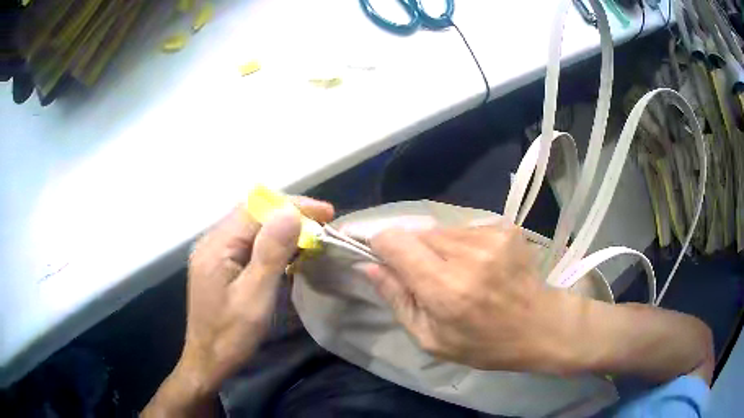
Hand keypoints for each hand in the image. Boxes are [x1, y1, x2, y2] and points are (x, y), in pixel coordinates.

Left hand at [143, 196, 333, 416]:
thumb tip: (289, 213)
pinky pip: (246, 242)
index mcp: (216, 246)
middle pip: (252, 213)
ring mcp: (213, 253)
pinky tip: (285, 251)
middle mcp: (211, 242)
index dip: (292, 206)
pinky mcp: (218, 265)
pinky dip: (269, 241)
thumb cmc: (231, 335)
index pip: (256, 210)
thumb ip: (270, 254)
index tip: (325, 212)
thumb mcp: (254, 297)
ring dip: (280, 226)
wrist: (208, 361)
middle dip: (288, 212)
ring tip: (310, 234)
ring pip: (250, 226)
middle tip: (321, 222)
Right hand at [353, 218, 579, 373]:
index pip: (394, 241)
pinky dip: (462, 246)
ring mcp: (490, 236)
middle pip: (417, 233)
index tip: (385, 261)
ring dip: (439, 249)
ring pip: (441, 230)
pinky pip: (465, 230)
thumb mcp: (432, 339)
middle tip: (429, 279)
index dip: (381, 246)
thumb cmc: (484, 343)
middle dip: (413, 252)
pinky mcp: (504, 227)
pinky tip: (478, 267)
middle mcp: (467, 254)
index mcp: (445, 288)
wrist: (540, 325)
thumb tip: (367, 266)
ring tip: (458, 275)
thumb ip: (397, 299)